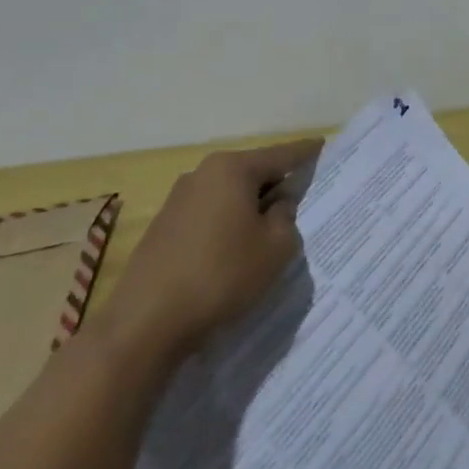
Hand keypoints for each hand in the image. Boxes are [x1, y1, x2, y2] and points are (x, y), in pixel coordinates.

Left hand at [97, 138, 318, 368]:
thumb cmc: (221, 275)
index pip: (281, 154)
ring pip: (229, 194)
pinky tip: (233, 251)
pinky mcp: (163, 227)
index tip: (322, 145)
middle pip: (252, 172)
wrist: (145, 323)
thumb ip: (287, 217)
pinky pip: (209, 214)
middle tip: (300, 199)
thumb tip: (278, 205)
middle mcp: (203, 173)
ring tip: (267, 231)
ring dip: (249, 207)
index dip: (306, 152)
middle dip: (276, 184)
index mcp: (233, 168)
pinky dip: (227, 224)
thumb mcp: (275, 248)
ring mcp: (178, 199)